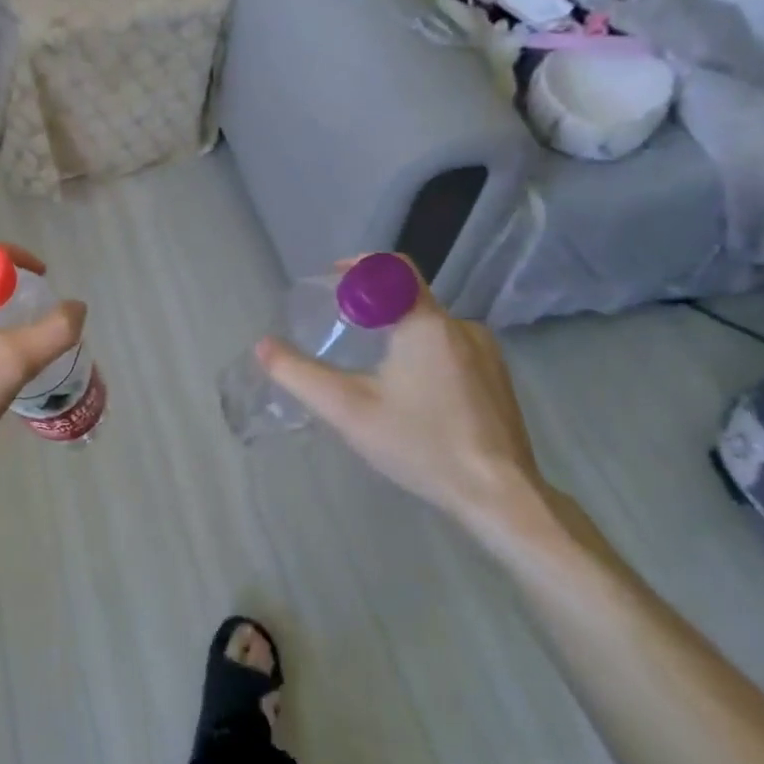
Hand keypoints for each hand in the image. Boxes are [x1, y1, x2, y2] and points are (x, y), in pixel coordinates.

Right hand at [256, 265, 547, 535]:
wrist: (500, 496)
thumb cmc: (420, 444)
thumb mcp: (348, 410)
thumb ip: (300, 375)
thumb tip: (263, 346)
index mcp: (426, 324)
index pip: (393, 268)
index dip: (359, 266)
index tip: (332, 282)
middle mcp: (461, 326)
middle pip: (408, 298)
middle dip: (372, 307)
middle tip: (342, 333)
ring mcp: (486, 352)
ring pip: (430, 326)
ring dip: (398, 334)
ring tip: (372, 369)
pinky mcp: (497, 378)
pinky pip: (451, 347)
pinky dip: (423, 354)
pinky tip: (412, 394)